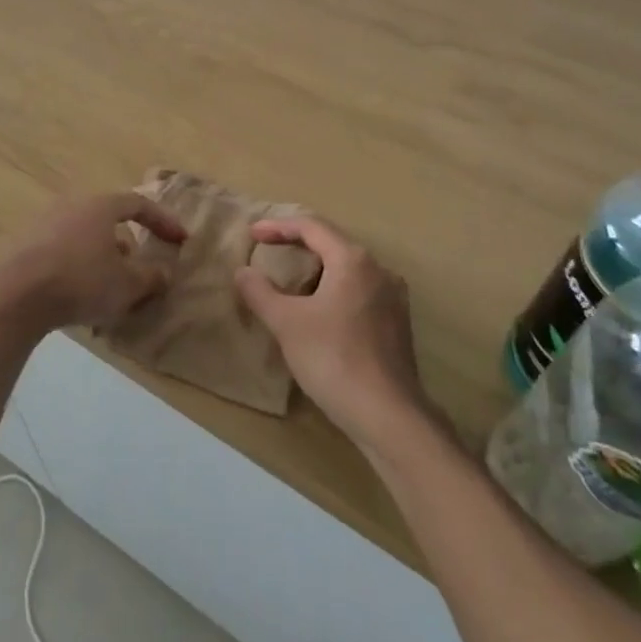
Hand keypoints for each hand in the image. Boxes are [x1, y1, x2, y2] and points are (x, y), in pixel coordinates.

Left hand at [0, 192, 186, 334]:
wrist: (18, 296)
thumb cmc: (82, 281)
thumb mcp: (127, 285)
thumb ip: (152, 277)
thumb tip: (166, 272)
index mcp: (100, 206)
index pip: (139, 204)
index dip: (163, 221)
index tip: (180, 240)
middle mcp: (72, 206)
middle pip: (109, 220)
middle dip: (130, 244)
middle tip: (141, 269)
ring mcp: (46, 224)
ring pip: (86, 237)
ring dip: (104, 258)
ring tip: (112, 287)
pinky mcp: (27, 246)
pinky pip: (65, 251)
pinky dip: (80, 266)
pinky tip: (82, 295)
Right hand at [235, 217, 432, 452]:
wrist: (387, 415)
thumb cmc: (333, 359)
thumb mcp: (286, 323)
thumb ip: (260, 292)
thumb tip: (243, 272)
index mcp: (354, 260)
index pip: (312, 227)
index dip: (279, 226)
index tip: (253, 234)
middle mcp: (379, 270)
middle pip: (333, 243)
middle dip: (298, 244)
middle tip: (269, 250)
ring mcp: (393, 297)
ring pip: (348, 268)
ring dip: (317, 268)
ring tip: (290, 279)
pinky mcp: (397, 323)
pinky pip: (359, 290)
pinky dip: (334, 288)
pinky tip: (318, 309)